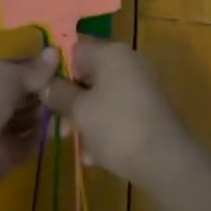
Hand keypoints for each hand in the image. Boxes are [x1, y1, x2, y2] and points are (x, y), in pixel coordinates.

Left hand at [0, 48, 57, 185]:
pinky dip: (44, 134)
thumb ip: (33, 68)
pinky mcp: (4, 154)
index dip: (31, 67)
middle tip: (66, 87)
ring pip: (24, 117)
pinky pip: (28, 140)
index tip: (56, 66)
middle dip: (40, 91)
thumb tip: (55, 52)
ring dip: (45, 112)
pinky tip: (64, 125)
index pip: (7, 68)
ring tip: (68, 105)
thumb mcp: (8, 74)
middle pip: (17, 94)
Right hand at [45, 37, 192, 189]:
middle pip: (89, 74)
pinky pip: (119, 110)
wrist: (167, 161)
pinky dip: (106, 127)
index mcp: (111, 52)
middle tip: (60, 128)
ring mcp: (142, 84)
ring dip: (86, 119)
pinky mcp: (150, 107)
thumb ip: (59, 93)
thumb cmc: (117, 127)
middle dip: (71, 101)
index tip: (44, 93)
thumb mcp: (80, 111)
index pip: (74, 49)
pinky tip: (97, 155)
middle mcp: (129, 61)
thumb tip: (46, 84)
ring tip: (80, 148)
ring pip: (103, 96)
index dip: (55, 70)